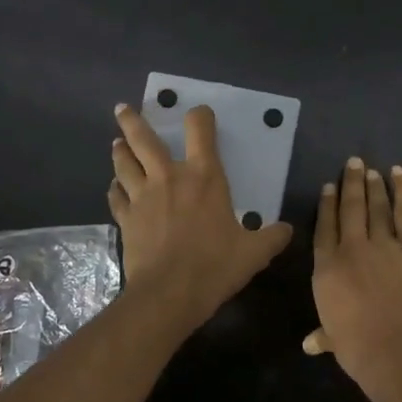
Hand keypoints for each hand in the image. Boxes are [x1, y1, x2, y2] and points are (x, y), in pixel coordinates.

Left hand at [108, 103, 292, 329]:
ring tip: (117, 143)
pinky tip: (114, 188)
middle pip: (144, 139)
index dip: (200, 116)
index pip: (200, 131)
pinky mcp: (126, 219)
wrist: (169, 293)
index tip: (200, 114)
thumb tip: (286, 230)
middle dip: (133, 121)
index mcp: (204, 177)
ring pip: (124, 164)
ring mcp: (142, 197)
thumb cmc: (215, 266)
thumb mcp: (255, 252)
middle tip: (123, 108)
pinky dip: (114, 189)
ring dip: (120, 151)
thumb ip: (272, 236)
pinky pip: (116, 197)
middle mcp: (169, 178)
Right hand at [305, 158, 401, 401]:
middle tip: (352, 163)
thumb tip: (309, 344)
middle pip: (349, 209)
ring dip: (373, 185)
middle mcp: (352, 250)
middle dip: (350, 184)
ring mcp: (384, 246)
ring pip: (376, 207)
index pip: (324, 229)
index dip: (326, 206)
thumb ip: (324, 336)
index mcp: (327, 270)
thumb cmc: (361, 351)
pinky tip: (398, 174)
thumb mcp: (335, 342)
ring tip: (370, 169)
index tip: (328, 187)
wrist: (401, 352)